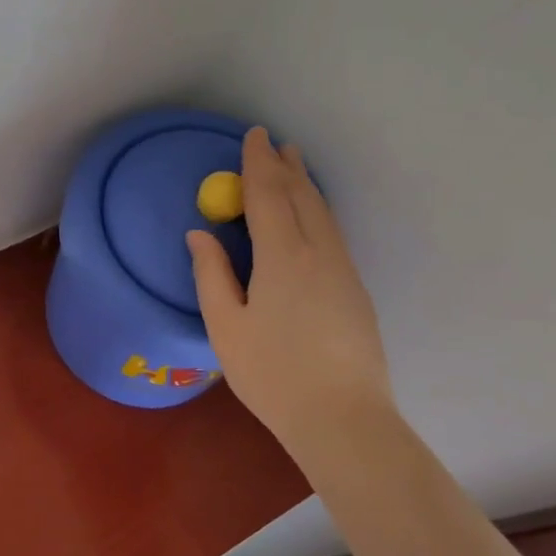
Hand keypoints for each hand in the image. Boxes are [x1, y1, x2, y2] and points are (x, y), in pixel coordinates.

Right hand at [187, 127, 394, 447]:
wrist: (343, 419)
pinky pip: (333, 233)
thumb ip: (211, 274)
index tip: (254, 136)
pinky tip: (312, 215)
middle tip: (274, 143)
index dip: (258, 163)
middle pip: (302, 197)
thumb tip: (199, 233)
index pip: (268, 195)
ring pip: (323, 214)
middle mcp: (319, 253)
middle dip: (286, 167)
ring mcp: (343, 271)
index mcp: (282, 257)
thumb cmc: (272, 373)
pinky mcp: (355, 289)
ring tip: (295, 166)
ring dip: (306, 185)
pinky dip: (317, 210)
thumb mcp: (225, 326)